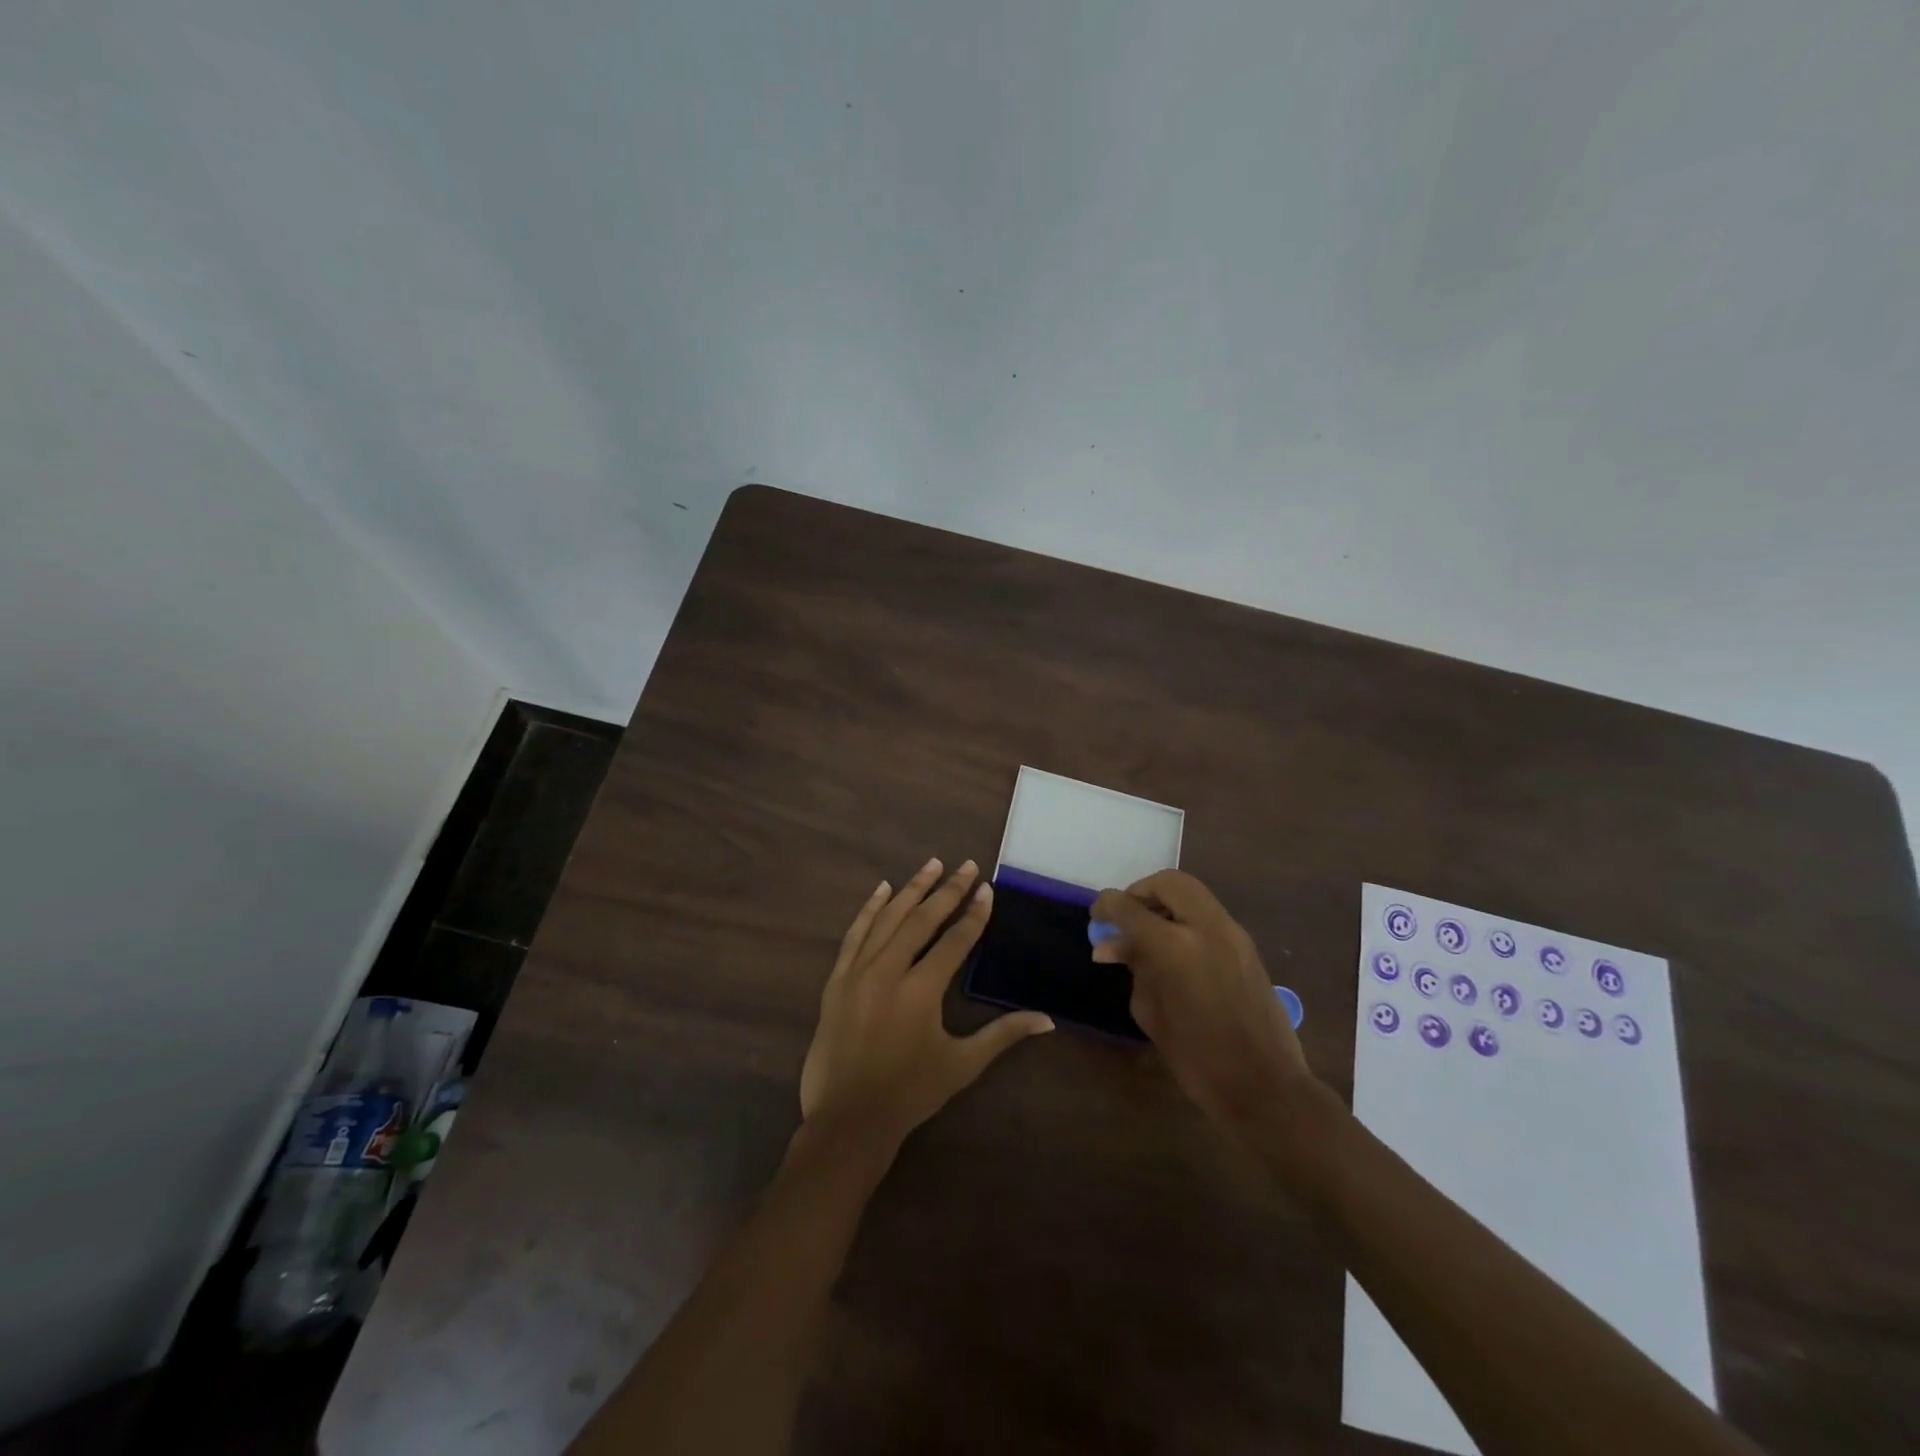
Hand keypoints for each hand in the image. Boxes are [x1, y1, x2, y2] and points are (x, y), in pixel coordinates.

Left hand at [800, 858, 1053, 1149]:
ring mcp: (858, 973)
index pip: (954, 941)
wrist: (848, 1120)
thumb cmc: (910, 1093)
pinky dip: (869, 910)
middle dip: (947, 890)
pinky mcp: (836, 981)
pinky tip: (882, 889)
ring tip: (932, 865)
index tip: (986, 889)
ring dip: (911, 890)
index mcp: (922, 991)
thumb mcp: (962, 1064)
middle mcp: (889, 972)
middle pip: (922, 920)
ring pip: (888, 919)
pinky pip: (854, 935)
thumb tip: (1047, 1020)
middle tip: (965, 865)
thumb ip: (1003, 1035)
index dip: (973, 914)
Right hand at [1092, 871, 1312, 1127]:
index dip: (1106, 906)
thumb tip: (1113, 945)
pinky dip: (1186, 919)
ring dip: (1166, 904)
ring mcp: (1233, 934)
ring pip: (1193, 894)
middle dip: (1142, 892)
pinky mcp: (1247, 947)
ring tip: (1148, 935)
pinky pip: (1209, 915)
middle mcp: (1206, 928)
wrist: (1265, 1087)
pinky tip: (1174, 950)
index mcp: (1174, 946)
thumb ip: (1134, 967)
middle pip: (1169, 882)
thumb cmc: (1197, 1058)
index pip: (1129, 906)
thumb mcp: (1151, 1012)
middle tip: (1127, 917)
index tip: (1096, 916)